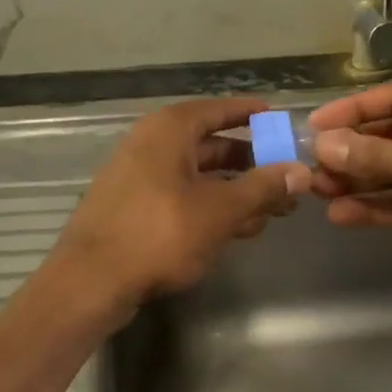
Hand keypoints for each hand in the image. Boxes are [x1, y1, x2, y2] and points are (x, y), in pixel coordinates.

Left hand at [48, 98, 310, 325]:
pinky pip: (181, 196)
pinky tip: (237, 229)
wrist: (90, 281)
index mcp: (169, 130)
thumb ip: (262, 188)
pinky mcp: (133, 207)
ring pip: (197, 176)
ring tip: (272, 211)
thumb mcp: (219, 211)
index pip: (218, 110)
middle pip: (211, 145)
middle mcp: (151, 144)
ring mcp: (138, 176)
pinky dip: (210, 207)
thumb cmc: (159, 233)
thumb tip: (301, 171)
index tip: (278, 118)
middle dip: (251, 163)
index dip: (249, 113)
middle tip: (286, 178)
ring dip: (235, 191)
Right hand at [308, 80, 391, 295]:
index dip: (354, 110)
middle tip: (310, 164)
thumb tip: (323, 144)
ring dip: (359, 179)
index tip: (315, 125)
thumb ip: (382, 156)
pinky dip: (377, 208)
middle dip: (353, 149)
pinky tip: (343, 213)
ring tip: (318, 190)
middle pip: (391, 135)